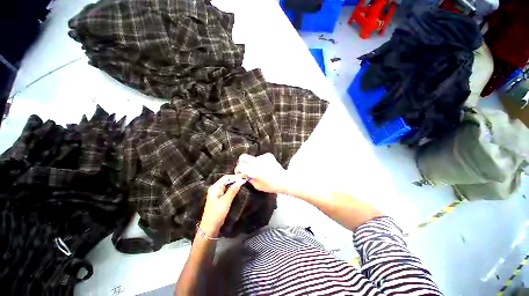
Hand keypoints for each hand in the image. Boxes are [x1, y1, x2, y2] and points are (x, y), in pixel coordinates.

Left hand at [200, 175, 244, 236]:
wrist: (210, 228)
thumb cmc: (217, 213)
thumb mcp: (226, 201)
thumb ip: (233, 190)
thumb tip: (241, 180)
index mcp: (215, 187)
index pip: (226, 177)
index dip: (235, 176)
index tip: (244, 176)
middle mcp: (215, 188)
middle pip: (226, 181)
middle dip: (235, 180)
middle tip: (245, 179)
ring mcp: (217, 194)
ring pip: (227, 186)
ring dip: (235, 184)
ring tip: (244, 183)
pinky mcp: (219, 198)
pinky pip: (227, 191)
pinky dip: (233, 189)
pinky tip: (238, 190)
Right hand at [234, 153, 287, 193]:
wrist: (284, 180)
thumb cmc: (271, 186)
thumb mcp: (257, 186)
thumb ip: (249, 179)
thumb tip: (244, 175)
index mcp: (253, 170)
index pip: (240, 166)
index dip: (237, 170)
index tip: (239, 173)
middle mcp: (257, 162)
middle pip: (243, 157)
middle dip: (241, 162)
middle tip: (244, 168)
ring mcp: (263, 157)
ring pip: (252, 158)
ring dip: (252, 163)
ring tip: (258, 170)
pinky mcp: (268, 156)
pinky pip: (260, 157)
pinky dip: (260, 161)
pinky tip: (264, 167)